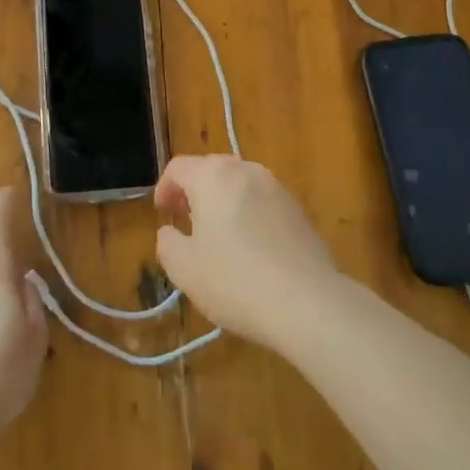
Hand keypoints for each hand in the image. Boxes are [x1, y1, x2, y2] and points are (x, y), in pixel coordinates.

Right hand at [153, 155, 350, 351]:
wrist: (306, 302)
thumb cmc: (235, 281)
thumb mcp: (184, 269)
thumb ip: (168, 243)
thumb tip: (171, 232)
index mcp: (213, 177)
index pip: (179, 167)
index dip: (164, 188)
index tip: (163, 215)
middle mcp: (247, 171)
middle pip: (211, 168)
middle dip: (194, 190)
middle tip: (185, 220)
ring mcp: (277, 188)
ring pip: (240, 183)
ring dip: (223, 200)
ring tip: (218, 234)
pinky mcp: (299, 210)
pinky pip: (263, 200)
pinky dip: (248, 212)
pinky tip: (250, 246)